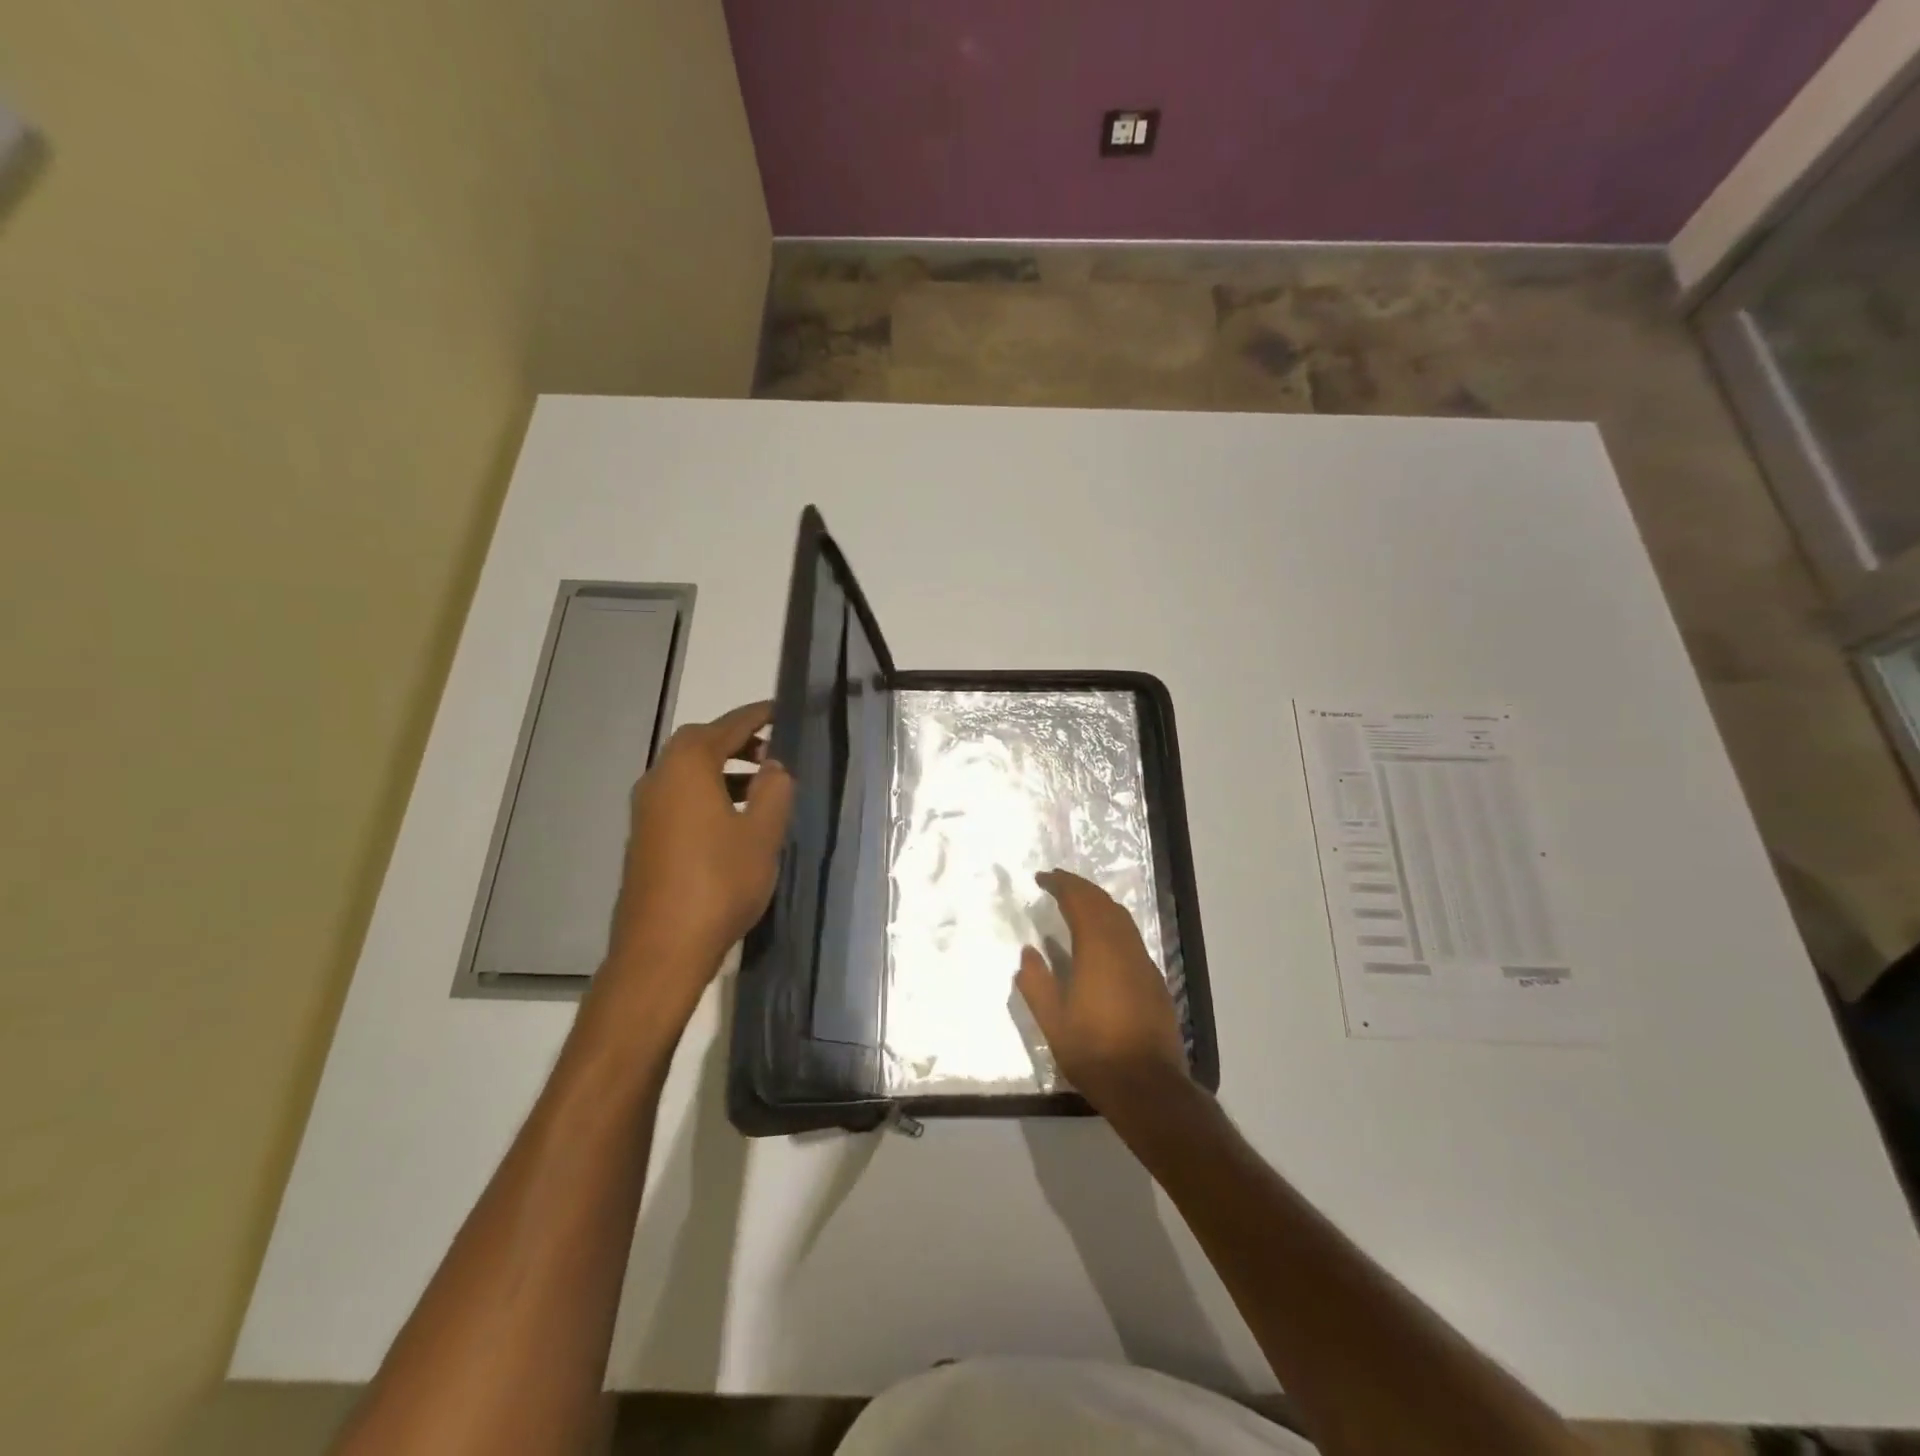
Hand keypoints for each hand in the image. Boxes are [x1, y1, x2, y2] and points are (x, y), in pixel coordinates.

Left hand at [602, 700, 793, 1008]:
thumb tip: (774, 767)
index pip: (727, 726)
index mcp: (687, 768)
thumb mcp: (762, 834)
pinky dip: (707, 792)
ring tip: (760, 784)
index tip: (781, 710)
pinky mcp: (645, 838)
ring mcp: (646, 810)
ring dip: (722, 769)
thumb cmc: (719, 883)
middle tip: (773, 750)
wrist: (662, 948)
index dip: (757, 716)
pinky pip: (679, 797)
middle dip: (737, 741)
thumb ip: (774, 791)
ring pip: (687, 772)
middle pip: (699, 744)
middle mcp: (659, 779)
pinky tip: (732, 819)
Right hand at [1014, 868, 1191, 1113]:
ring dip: (1098, 903)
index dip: (1061, 884)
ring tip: (1077, 904)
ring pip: (1122, 918)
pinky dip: (1112, 924)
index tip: (1042, 878)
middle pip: (1103, 903)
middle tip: (1057, 882)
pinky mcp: (1155, 980)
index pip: (1079, 901)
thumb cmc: (1094, 1052)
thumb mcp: (1052, 1021)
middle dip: (1079, 887)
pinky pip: (1131, 937)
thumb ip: (1036, 982)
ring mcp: (1143, 963)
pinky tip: (1102, 940)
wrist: (1148, 1086)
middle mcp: (1124, 947)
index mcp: (1097, 949)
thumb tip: (1028, 952)